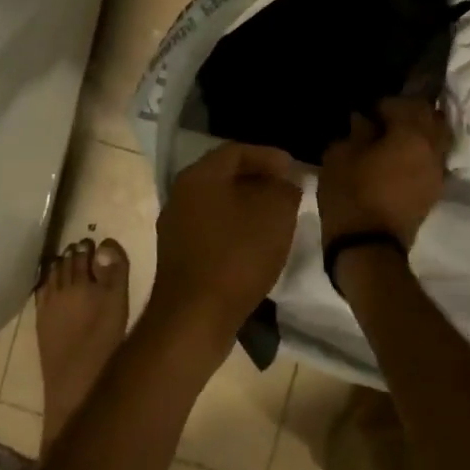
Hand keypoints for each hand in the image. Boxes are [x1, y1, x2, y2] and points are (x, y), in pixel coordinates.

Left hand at [146, 142, 302, 350]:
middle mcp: (180, 195)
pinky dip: (236, 230)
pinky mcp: (178, 257)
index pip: (236, 150)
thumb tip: (285, 182)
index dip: (269, 156)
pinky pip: (212, 230)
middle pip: (225, 176)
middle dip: (259, 180)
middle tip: (288, 191)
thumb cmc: (237, 256)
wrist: (195, 319)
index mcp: (199, 176)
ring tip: (277, 218)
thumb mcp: (275, 213)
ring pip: (218, 204)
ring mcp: (175, 227)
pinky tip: (256, 245)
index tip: (295, 169)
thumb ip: (285, 188)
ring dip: (248, 206)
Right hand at [317, 98, 448, 248]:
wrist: (368, 248)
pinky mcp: (434, 191)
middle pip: (432, 117)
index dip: (384, 103)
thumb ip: (356, 131)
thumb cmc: (351, 195)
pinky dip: (422, 151)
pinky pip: (435, 159)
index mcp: (411, 135)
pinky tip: (401, 157)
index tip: (367, 111)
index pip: (405, 103)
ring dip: (421, 131)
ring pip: (439, 137)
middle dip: (411, 112)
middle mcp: (432, 149)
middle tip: (385, 118)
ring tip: (395, 137)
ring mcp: (438, 172)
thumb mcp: (340, 155)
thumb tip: (364, 120)